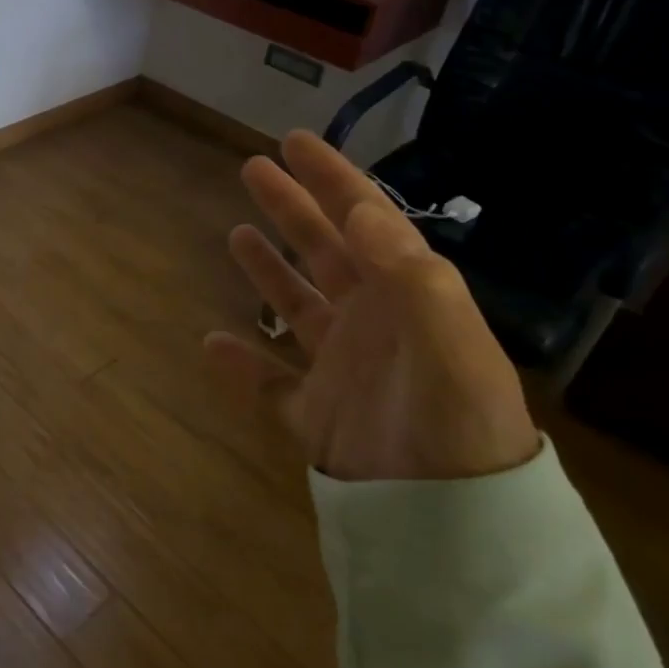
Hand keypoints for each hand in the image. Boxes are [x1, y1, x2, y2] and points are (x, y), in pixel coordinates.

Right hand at [205, 131, 537, 482]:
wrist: (452, 525)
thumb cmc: (456, 425)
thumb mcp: (448, 342)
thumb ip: (410, 274)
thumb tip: (359, 209)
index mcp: (405, 298)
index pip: (365, 222)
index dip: (332, 179)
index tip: (295, 142)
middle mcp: (372, 324)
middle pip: (324, 252)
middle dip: (293, 207)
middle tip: (254, 168)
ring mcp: (340, 369)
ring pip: (297, 306)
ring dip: (269, 269)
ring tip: (237, 233)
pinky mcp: (314, 415)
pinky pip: (270, 384)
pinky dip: (241, 365)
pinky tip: (213, 344)